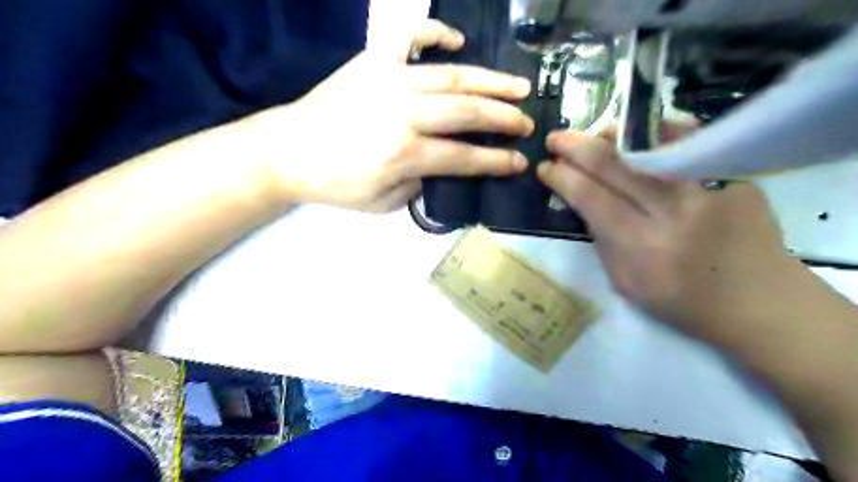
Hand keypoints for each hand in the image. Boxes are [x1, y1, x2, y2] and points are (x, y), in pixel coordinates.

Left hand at [244, 21, 533, 212]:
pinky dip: (436, 34)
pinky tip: (457, 41)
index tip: (520, 162)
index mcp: (405, 153)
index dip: (497, 161)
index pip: (465, 157)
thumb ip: (419, 184)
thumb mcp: (382, 202)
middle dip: (504, 118)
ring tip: (518, 86)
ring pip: (452, 76)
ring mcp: (389, 80)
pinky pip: (410, 38)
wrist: (288, 150)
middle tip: (527, 122)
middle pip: (467, 112)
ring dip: (490, 81)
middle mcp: (404, 112)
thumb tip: (438, 164)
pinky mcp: (373, 61)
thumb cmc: (335, 184)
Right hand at [538, 128, 800, 341]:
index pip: (589, 196)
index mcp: (639, 245)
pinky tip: (634, 137)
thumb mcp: (624, 281)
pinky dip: (652, 136)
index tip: (546, 166)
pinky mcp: (731, 175)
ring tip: (592, 137)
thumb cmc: (680, 301)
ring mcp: (705, 187)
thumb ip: (601, 238)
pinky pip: (683, 142)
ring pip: (646, 146)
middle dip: (576, 146)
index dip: (562, 176)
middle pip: (613, 164)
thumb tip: (582, 200)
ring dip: (610, 137)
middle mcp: (671, 210)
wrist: (757, 300)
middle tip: (556, 138)